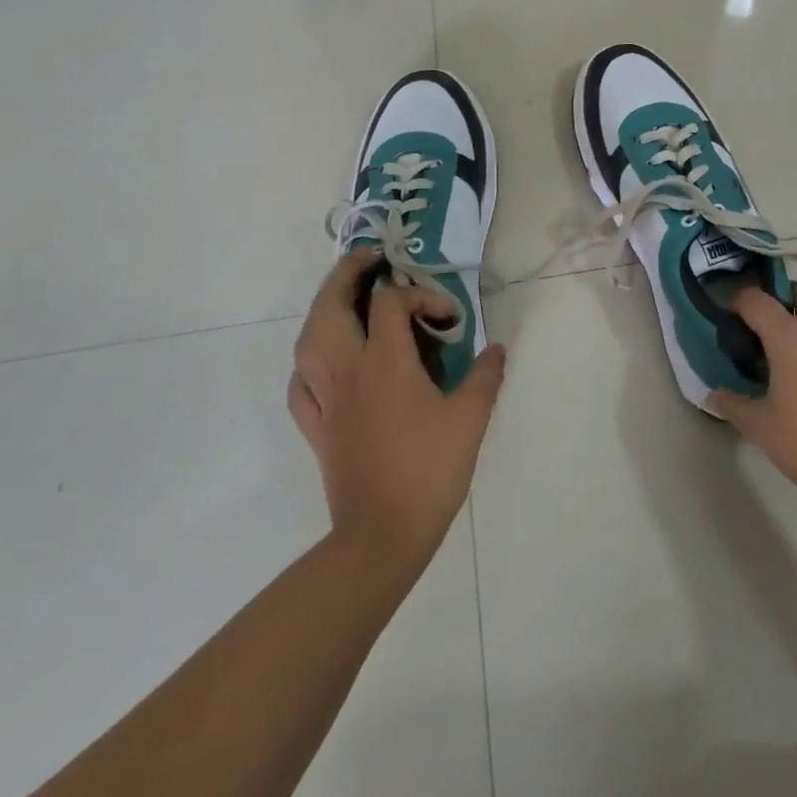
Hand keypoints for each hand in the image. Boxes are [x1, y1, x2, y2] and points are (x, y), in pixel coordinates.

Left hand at [289, 249, 506, 574]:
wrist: (381, 536)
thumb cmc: (428, 471)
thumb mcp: (470, 419)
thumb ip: (485, 376)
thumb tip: (496, 348)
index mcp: (385, 362)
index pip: (391, 302)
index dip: (421, 296)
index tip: (448, 318)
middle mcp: (348, 370)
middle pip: (330, 306)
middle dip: (346, 274)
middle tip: (367, 260)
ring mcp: (325, 399)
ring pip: (307, 340)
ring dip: (322, 310)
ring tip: (342, 301)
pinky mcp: (315, 428)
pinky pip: (300, 384)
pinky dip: (308, 364)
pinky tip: (324, 364)